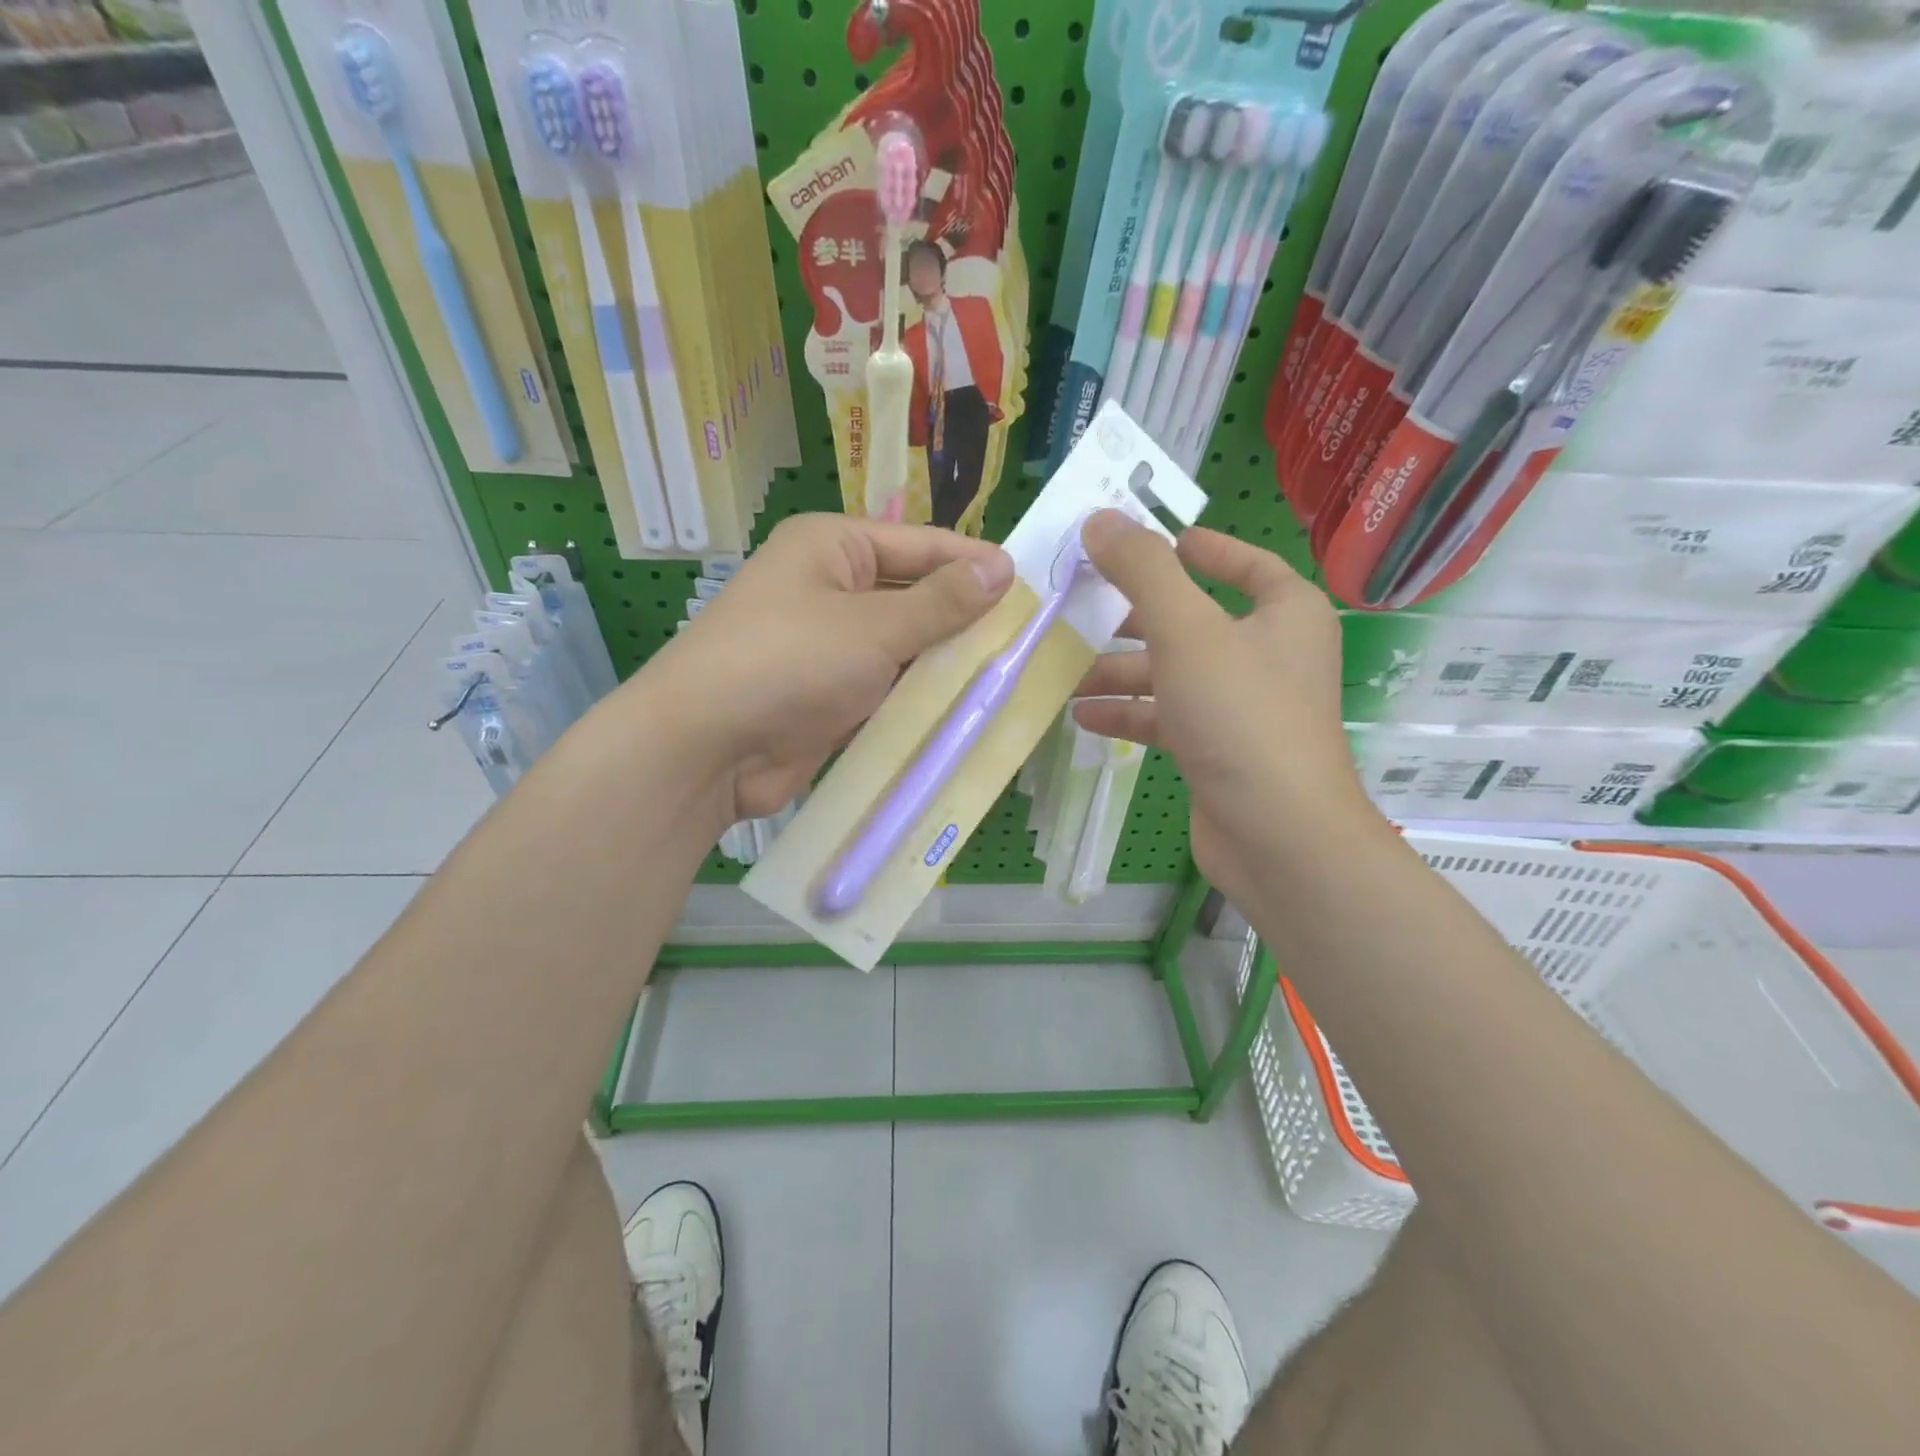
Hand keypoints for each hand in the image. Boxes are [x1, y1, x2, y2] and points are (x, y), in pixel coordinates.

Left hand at [639, 513, 1012, 820]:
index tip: (1030, 587)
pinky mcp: (829, 700)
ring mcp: (828, 649)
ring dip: (944, 667)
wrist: (706, 748)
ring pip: (903, 651)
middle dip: (963, 621)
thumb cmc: (789, 662)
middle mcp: (830, 591)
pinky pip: (886, 692)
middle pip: (913, 598)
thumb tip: (1002, 566)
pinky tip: (964, 714)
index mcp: (832, 548)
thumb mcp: (874, 626)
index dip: (973, 564)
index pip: (920, 545)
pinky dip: (918, 702)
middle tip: (1028, 641)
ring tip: (1010, 679)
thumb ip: (942, 602)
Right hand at [1073, 512, 1374, 909]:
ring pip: (1173, 673)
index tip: (1151, 543)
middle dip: (1135, 618)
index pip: (1242, 563)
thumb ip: (1142, 570)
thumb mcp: (1187, 631)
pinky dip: (1130, 713)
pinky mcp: (1219, 750)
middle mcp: (1269, 654)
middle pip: (1193, 620)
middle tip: (1079, 608)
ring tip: (1065, 670)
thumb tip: (1100, 518)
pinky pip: (1167, 716)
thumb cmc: (1241, 716)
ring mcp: (1243, 706)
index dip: (1198, 548)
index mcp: (1284, 613)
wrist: (1277, 835)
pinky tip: (1083, 715)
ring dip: (1121, 671)